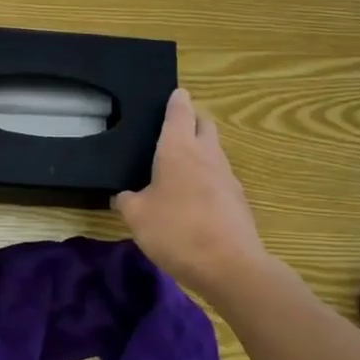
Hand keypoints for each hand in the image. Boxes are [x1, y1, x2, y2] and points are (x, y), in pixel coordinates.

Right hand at [114, 89, 266, 297]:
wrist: (231, 266)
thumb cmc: (177, 231)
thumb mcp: (137, 217)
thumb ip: (126, 201)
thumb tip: (122, 195)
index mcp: (178, 148)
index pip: (180, 111)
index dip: (176, 100)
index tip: (174, 93)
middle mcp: (206, 154)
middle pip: (204, 124)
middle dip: (192, 120)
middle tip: (173, 127)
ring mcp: (227, 177)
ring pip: (214, 150)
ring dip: (200, 149)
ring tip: (179, 163)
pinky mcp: (237, 200)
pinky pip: (219, 177)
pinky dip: (207, 177)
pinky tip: (193, 196)